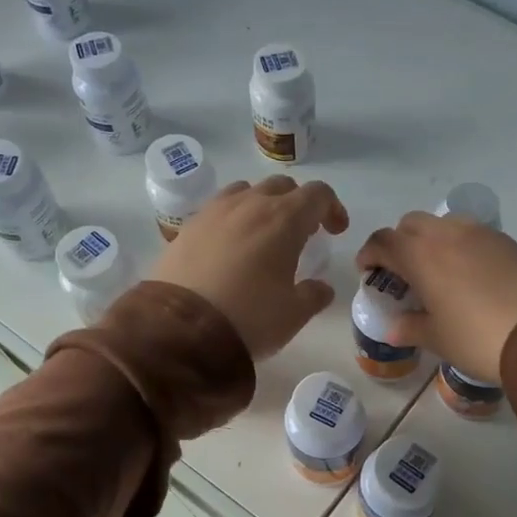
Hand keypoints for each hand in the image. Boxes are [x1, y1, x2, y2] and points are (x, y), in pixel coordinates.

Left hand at [151, 175, 349, 358]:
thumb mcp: (293, 314)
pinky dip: (233, 219)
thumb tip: (321, 288)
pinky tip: (230, 247)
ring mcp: (214, 212)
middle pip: (282, 186)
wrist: (181, 330)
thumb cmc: (249, 318)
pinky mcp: (187, 227)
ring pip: (246, 191)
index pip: (317, 194)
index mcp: (284, 219)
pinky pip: (218, 209)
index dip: (332, 208)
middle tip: (302, 234)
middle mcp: (250, 204)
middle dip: (298, 204)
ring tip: (263, 236)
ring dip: (263, 205)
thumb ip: (313, 295)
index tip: (336, 231)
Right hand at [356, 212, 516, 382]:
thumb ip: (409, 327)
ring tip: (436, 271)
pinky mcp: (506, 241)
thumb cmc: (476, 338)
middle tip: (401, 272)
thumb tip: (394, 328)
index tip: (368, 272)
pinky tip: (467, 274)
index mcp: (420, 255)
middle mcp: (446, 234)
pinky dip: (459, 246)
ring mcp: (480, 234)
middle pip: (410, 224)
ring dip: (430, 240)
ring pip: (443, 224)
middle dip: (399, 243)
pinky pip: (471, 234)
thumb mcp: (436, 338)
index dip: (370, 254)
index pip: (383, 241)